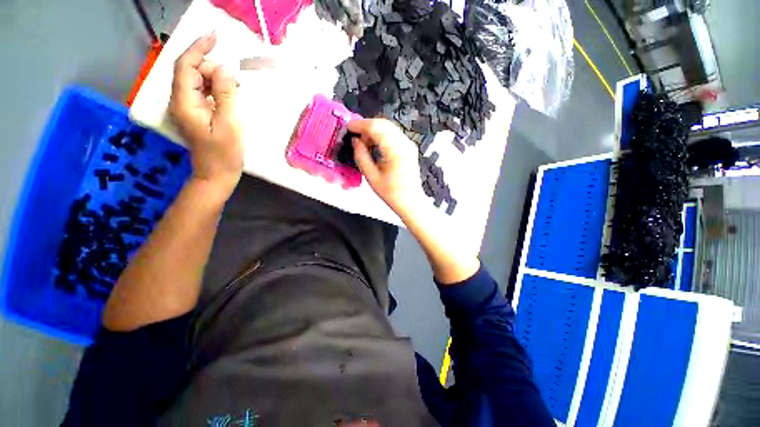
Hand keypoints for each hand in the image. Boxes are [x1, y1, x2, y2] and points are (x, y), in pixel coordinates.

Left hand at [169, 31, 241, 196]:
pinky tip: (228, 95)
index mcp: (185, 103)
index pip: (185, 66)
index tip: (215, 36)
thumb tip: (225, 68)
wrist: (216, 175)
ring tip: (235, 88)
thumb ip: (226, 94)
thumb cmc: (224, 154)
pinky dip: (215, 88)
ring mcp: (187, 108)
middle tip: (235, 78)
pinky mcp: (195, 114)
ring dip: (215, 78)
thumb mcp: (229, 124)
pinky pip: (203, 92)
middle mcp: (181, 101)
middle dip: (211, 67)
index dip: (198, 48)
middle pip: (190, 71)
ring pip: (197, 81)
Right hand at [348, 119, 424, 216]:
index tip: (348, 127)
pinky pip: (393, 134)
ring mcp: (409, 144)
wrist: (411, 202)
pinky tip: (374, 145)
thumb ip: (361, 156)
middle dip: (366, 126)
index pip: (376, 127)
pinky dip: (382, 135)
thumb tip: (355, 141)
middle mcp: (404, 143)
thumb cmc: (391, 193)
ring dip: (374, 131)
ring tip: (363, 143)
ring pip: (388, 127)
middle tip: (354, 135)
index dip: (360, 125)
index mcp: (395, 151)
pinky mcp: (409, 147)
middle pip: (383, 123)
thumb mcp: (372, 177)